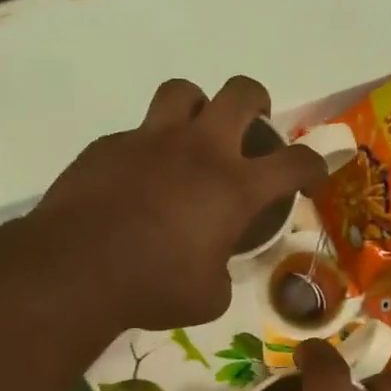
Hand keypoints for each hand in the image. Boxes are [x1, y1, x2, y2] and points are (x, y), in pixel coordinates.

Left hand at [33, 76, 326, 331]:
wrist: (76, 270)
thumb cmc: (153, 288)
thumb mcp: (209, 297)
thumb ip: (223, 273)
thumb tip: (216, 267)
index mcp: (234, 187)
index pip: (294, 162)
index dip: (314, 165)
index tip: (314, 174)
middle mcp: (198, 150)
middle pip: (241, 93)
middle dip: (257, 102)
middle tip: (254, 124)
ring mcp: (150, 140)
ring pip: (184, 92)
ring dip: (198, 107)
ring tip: (194, 134)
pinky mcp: (109, 145)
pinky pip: (137, 133)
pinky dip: (149, 149)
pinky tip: (139, 180)